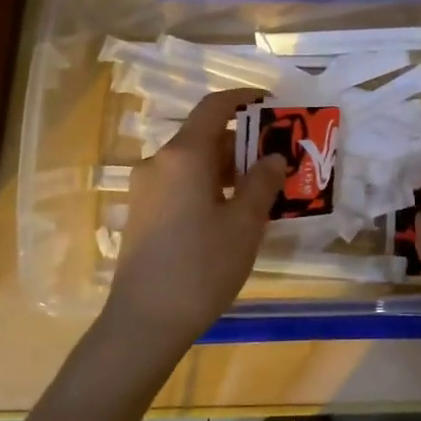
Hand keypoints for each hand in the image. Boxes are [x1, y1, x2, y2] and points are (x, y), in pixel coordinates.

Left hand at [104, 89, 286, 347]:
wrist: (144, 321)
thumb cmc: (202, 266)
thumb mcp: (244, 224)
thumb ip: (262, 182)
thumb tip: (273, 156)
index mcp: (184, 155)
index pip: (214, 107)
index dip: (244, 99)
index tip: (272, 104)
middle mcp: (159, 162)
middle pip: (205, 136)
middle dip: (243, 143)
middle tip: (278, 160)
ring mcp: (146, 188)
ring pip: (193, 163)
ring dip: (227, 168)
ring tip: (261, 189)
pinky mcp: (141, 212)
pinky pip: (180, 184)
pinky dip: (207, 185)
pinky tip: (230, 213)